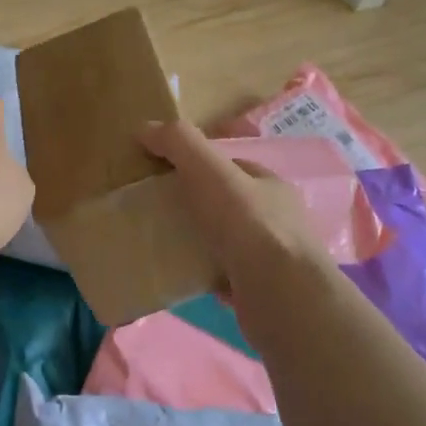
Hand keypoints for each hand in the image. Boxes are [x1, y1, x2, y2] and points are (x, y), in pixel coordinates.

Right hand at [139, 120, 327, 294]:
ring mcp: (272, 258)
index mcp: (270, 185)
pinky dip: (203, 274)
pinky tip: (181, 276)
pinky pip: (224, 276)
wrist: (280, 297)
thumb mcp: (209, 171)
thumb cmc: (248, 226)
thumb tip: (144, 128)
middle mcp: (277, 219)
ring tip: (162, 244)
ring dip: (198, 241)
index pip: (230, 167)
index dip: (197, 166)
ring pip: (226, 241)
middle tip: (157, 212)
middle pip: (226, 204)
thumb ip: (179, 143)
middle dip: (195, 205)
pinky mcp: (262, 292)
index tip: (163, 175)